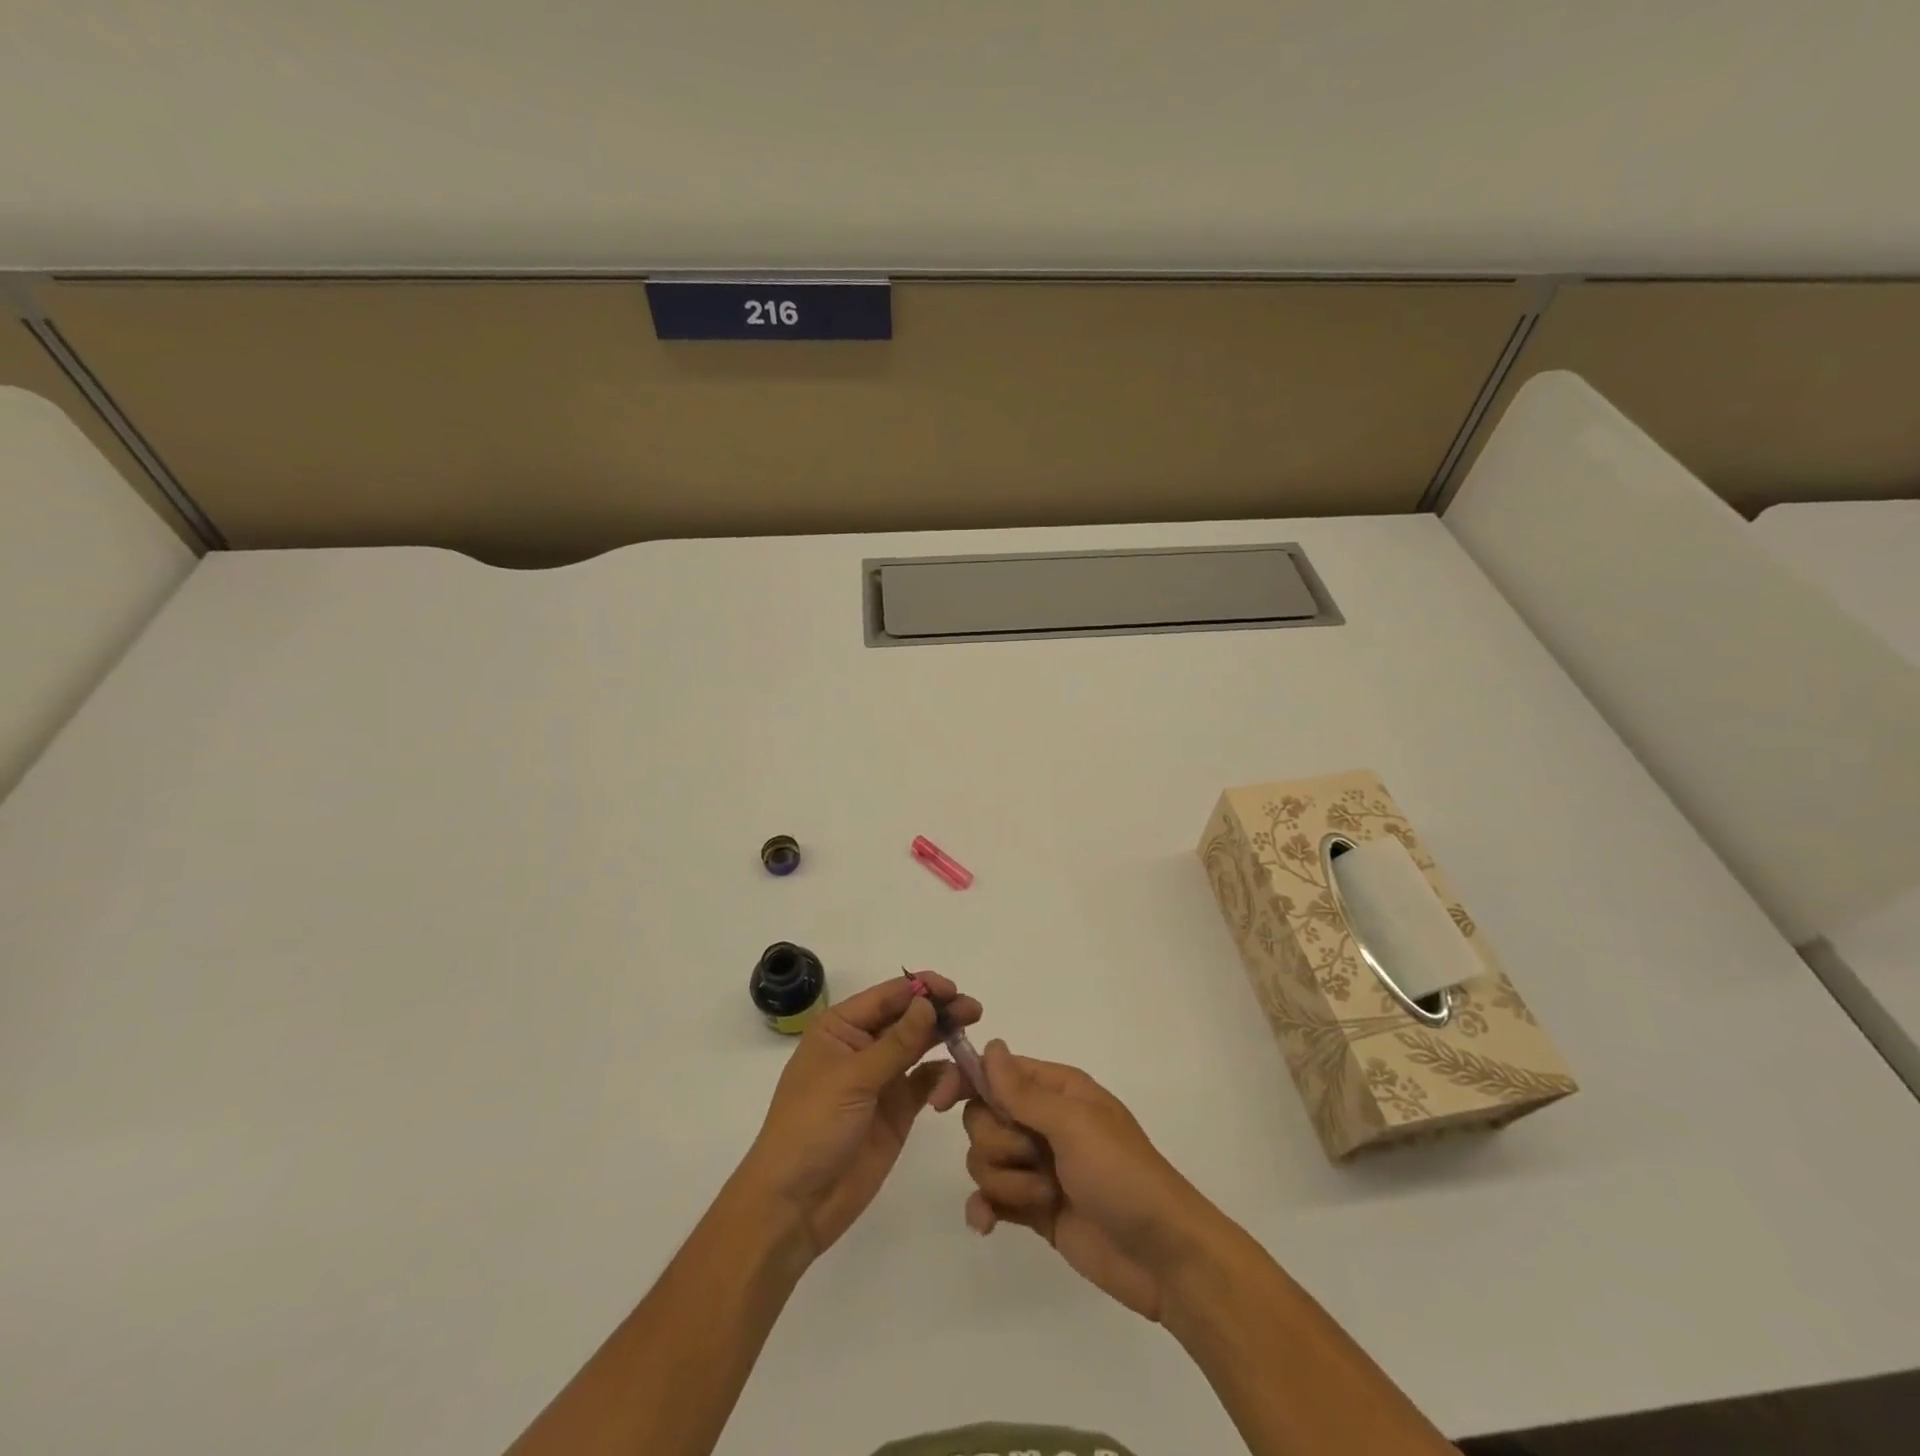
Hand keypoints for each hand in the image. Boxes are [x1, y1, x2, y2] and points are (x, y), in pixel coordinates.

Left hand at [739, 974, 979, 1259]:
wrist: (795, 1204)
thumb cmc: (811, 1127)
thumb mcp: (852, 1079)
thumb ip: (896, 1043)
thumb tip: (928, 1002)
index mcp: (840, 1028)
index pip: (887, 996)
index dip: (921, 988)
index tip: (953, 989)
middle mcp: (863, 1046)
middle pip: (908, 1018)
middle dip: (940, 1012)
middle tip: (974, 1011)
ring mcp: (882, 1078)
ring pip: (922, 1047)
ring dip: (946, 1041)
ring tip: (971, 1044)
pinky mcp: (898, 1110)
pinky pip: (928, 1082)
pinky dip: (945, 1078)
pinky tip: (957, 1084)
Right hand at [945, 1043, 1225, 1322]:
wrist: (1163, 1257)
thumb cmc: (1122, 1175)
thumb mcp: (1074, 1125)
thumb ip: (1024, 1091)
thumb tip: (991, 1045)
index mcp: (1057, 1090)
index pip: (996, 1071)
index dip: (965, 1080)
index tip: (940, 1102)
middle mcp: (1043, 1122)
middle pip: (982, 1117)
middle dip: (998, 1143)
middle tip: (1034, 1158)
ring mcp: (1037, 1166)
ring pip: (984, 1159)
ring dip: (1006, 1182)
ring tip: (1045, 1199)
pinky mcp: (1034, 1209)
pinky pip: (990, 1198)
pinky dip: (985, 1209)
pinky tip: (988, 1225)